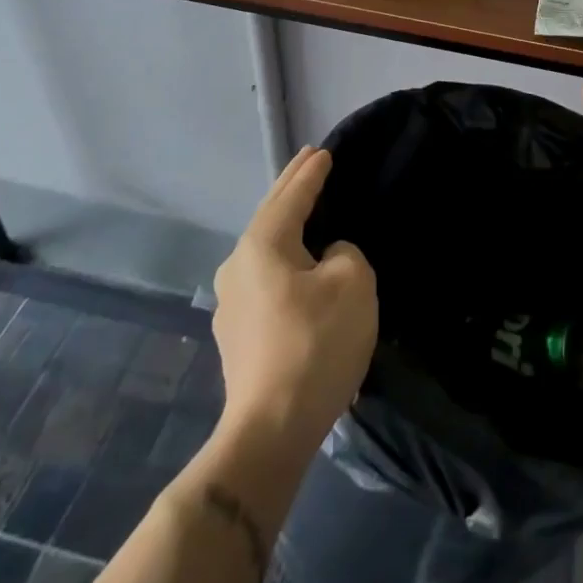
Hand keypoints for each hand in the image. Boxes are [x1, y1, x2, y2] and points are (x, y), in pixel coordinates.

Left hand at [212, 146, 377, 449]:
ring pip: (265, 249)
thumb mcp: (352, 283)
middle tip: (309, 162)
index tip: (323, 151)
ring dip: (286, 225)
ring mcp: (230, 303)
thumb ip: (343, 253)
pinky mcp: (236, 335)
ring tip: (305, 209)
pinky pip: (265, 278)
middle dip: (291, 188)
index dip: (311, 173)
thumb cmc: (316, 344)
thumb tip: (325, 258)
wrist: (270, 430)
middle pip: (270, 215)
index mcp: (262, 245)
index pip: (292, 195)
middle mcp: (237, 266)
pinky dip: (283, 259)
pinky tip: (297, 267)